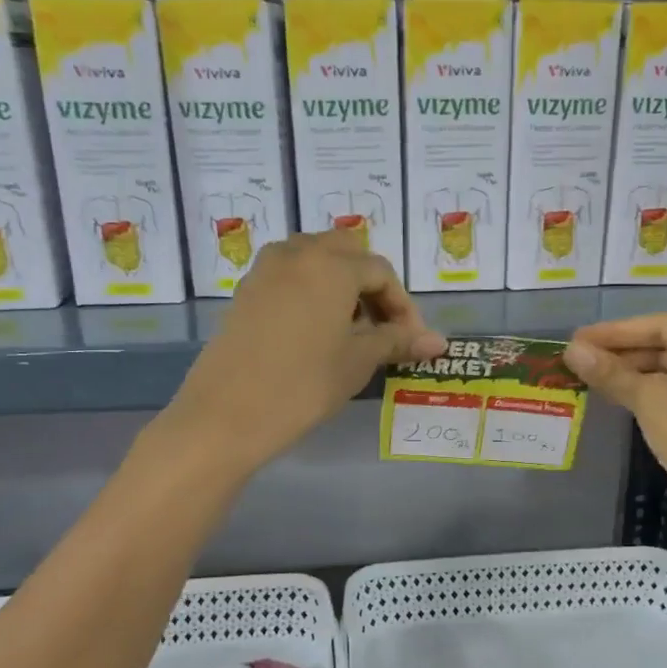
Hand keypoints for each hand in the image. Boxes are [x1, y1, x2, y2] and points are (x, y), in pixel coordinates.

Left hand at [163, 232, 446, 475]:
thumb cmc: (304, 385)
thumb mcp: (358, 361)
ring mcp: (266, 269)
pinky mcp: (246, 290)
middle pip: (347, 253)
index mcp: (331, 264)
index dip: (403, 306)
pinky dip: (312, 291)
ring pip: (316, 259)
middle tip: (382, 327)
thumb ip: (398, 341)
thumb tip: (440, 342)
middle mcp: (298, 253)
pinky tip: (316, 331)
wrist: (226, 414)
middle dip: (371, 286)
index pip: (381, 272)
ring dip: (341, 285)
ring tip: (350, 329)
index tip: (411, 341)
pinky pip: (290, 275)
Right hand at [564, 315, 666, 537]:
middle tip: (580, 359)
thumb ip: (610, 372)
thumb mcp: (649, 398)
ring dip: (633, 374)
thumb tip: (571, 350)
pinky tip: (620, 398)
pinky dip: (651, 393)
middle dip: (622, 352)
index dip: (614, 331)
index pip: (660, 324)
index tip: (577, 338)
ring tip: (591, 377)